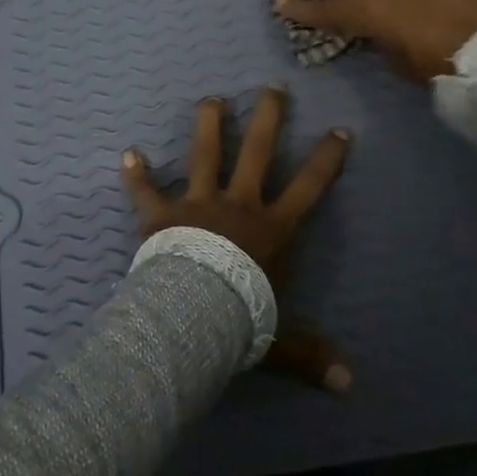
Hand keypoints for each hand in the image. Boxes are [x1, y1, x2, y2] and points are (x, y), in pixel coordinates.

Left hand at [121, 88, 352, 392]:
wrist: (191, 317)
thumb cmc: (240, 320)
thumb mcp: (280, 341)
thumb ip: (311, 356)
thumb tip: (348, 386)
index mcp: (272, 229)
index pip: (309, 186)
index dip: (327, 158)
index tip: (340, 130)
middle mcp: (238, 205)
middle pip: (256, 151)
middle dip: (267, 118)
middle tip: (272, 88)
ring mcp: (198, 204)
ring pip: (204, 155)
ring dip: (208, 125)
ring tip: (212, 98)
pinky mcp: (161, 215)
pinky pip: (145, 191)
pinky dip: (136, 174)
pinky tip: (128, 153)